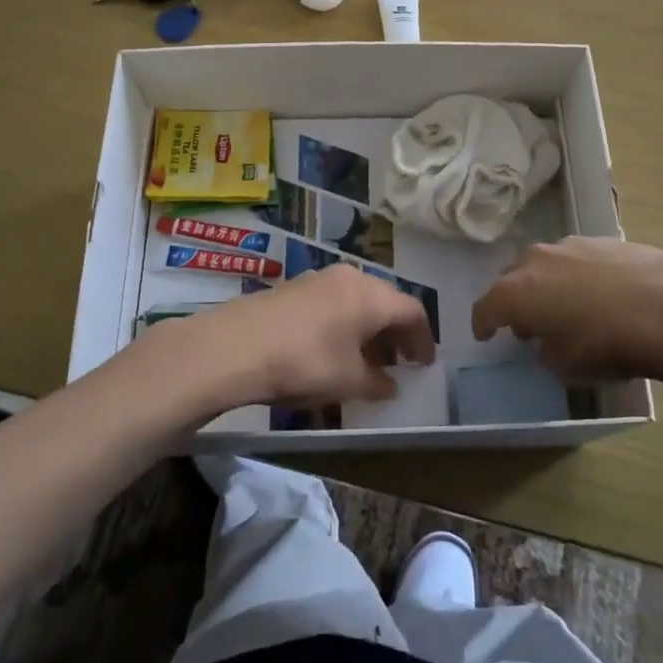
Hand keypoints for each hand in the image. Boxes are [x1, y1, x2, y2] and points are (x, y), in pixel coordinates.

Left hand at [157, 265, 436, 414]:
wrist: (236, 345)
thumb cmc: (305, 362)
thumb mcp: (348, 381)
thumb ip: (377, 383)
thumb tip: (390, 385)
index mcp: (372, 295)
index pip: (412, 311)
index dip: (423, 338)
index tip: (425, 364)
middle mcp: (350, 278)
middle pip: (385, 301)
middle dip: (396, 332)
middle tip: (401, 361)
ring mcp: (319, 278)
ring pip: (357, 300)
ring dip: (369, 328)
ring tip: (368, 359)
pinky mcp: (294, 287)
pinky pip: (333, 302)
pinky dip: (344, 323)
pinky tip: (334, 349)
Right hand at [471, 237, 662, 386]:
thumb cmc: (606, 344)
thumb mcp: (565, 366)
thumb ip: (545, 351)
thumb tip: (548, 340)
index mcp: (515, 292)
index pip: (485, 308)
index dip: (483, 325)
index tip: (486, 336)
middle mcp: (535, 260)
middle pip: (512, 278)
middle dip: (515, 299)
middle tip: (528, 323)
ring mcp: (570, 245)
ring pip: (546, 264)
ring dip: (547, 284)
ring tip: (566, 306)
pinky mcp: (604, 240)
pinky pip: (578, 260)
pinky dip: (579, 276)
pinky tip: (600, 295)